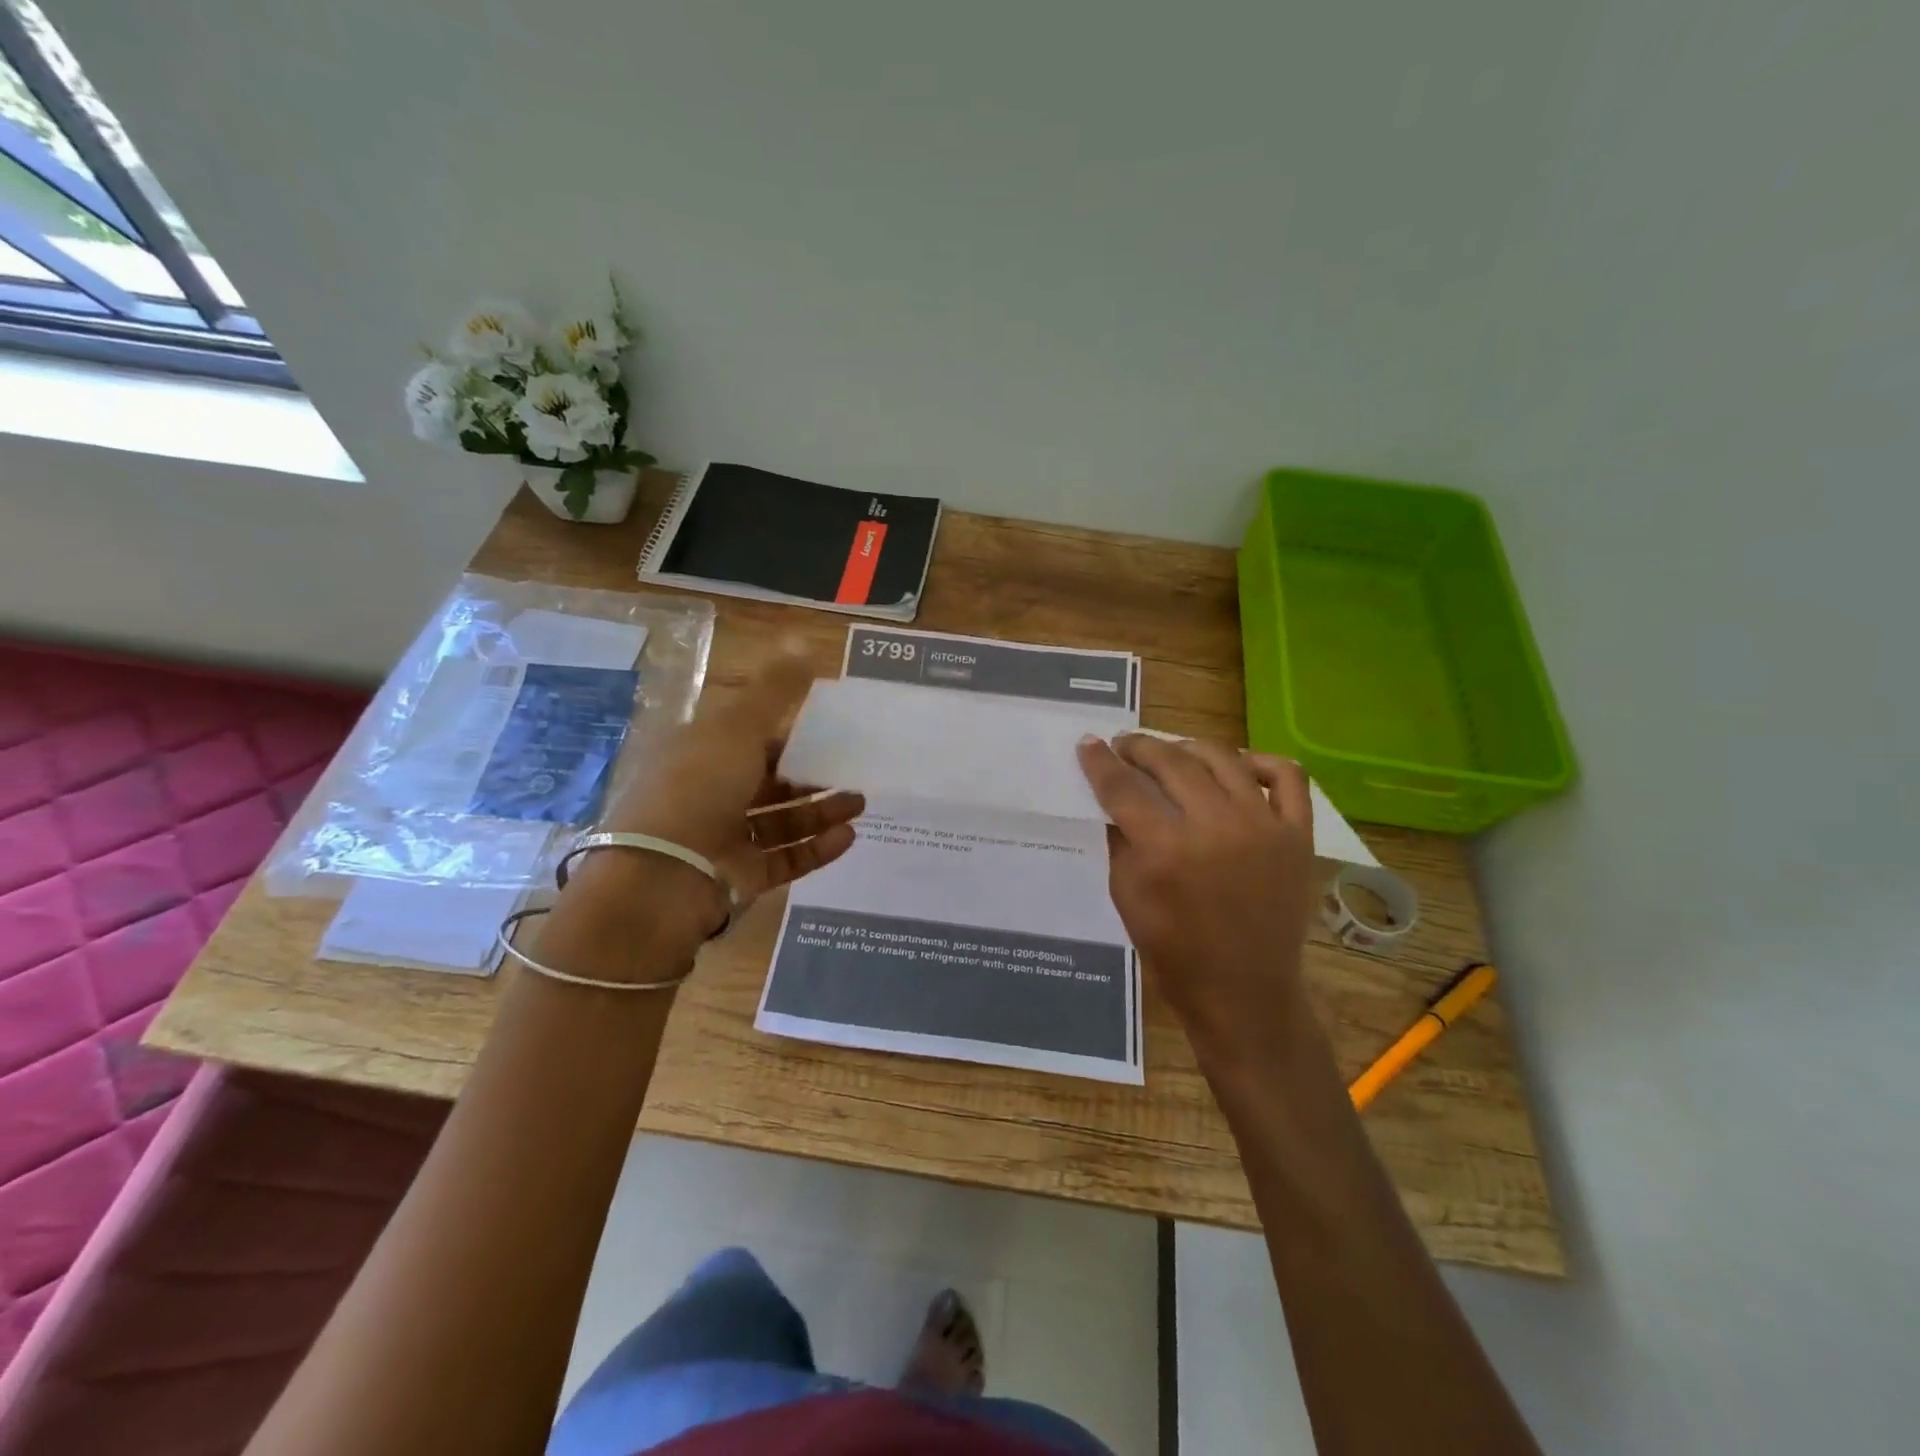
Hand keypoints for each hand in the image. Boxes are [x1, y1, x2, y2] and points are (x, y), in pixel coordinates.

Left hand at [586, 650, 863, 935]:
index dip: (788, 732)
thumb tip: (803, 642)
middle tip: (853, 770)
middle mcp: (711, 794)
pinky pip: (785, 859)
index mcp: (701, 753)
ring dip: (821, 811)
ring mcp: (725, 839)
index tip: (829, 730)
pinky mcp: (741, 877)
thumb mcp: (738, 726)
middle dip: (813, 775)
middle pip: (770, 781)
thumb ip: (775, 689)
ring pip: (782, 821)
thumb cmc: (699, 787)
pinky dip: (817, 848)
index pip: (750, 738)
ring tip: (860, 803)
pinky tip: (848, 836)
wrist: (663, 876)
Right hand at [1076, 734, 1319, 1076]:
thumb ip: (1121, 842)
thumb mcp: (1127, 897)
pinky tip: (1239, 766)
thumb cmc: (1175, 953)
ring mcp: (1263, 826)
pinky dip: (1261, 762)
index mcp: (1166, 850)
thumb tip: (1115, 800)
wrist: (1245, 993)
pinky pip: (1287, 777)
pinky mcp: (1297, 835)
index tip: (1088, 743)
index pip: (1123, 788)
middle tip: (1124, 745)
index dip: (1100, 762)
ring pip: (1223, 758)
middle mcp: (1215, 826)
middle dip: (1139, 747)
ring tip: (1172, 752)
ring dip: (1188, 747)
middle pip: (1171, 762)